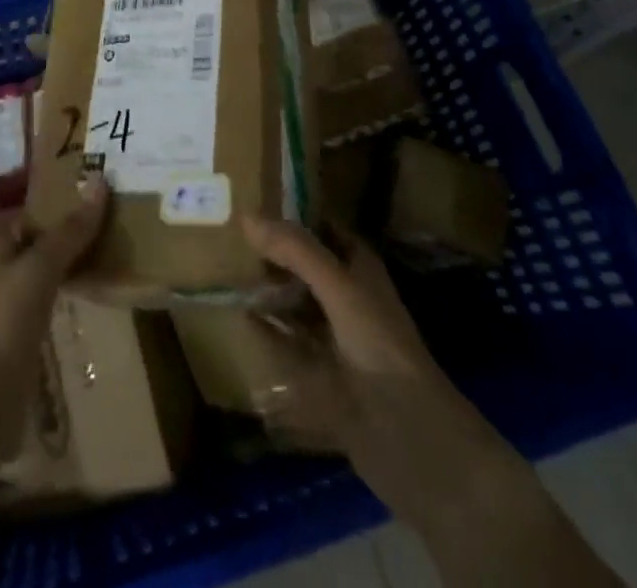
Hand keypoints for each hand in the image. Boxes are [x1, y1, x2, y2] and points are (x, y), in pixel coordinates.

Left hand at [0, 170, 108, 456]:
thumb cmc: (2, 321)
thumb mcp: (38, 269)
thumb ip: (69, 232)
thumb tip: (99, 182)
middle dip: (12, 215)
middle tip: (38, 192)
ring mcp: (2, 306)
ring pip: (19, 266)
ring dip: (37, 249)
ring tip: (64, 231)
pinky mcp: (17, 335)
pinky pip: (37, 298)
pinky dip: (52, 286)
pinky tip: (71, 283)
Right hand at [242, 216, 529, 534]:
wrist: (411, 441)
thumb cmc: (381, 348)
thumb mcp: (341, 289)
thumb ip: (297, 251)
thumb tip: (247, 215)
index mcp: (359, 270)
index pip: (324, 228)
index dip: (295, 212)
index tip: (255, 195)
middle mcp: (347, 298)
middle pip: (305, 266)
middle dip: (273, 251)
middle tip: (227, 231)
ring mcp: (335, 339)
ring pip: (295, 305)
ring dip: (267, 291)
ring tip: (224, 269)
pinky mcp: (323, 377)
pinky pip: (287, 346)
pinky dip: (267, 332)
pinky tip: (239, 319)